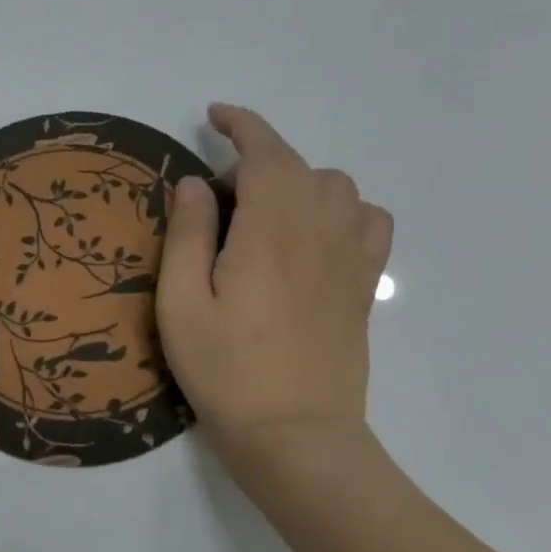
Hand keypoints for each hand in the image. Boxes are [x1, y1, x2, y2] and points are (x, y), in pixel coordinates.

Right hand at [157, 103, 391, 458]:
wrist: (295, 436)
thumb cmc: (225, 370)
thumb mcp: (180, 303)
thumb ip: (187, 234)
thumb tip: (196, 182)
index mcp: (269, 231)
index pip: (265, 153)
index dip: (242, 124)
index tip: (214, 115)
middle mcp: (319, 232)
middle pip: (298, 166)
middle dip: (255, 162)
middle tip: (215, 203)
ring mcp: (351, 259)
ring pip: (336, 187)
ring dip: (296, 182)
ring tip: (263, 216)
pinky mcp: (364, 286)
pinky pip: (370, 220)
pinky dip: (343, 208)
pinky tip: (315, 236)